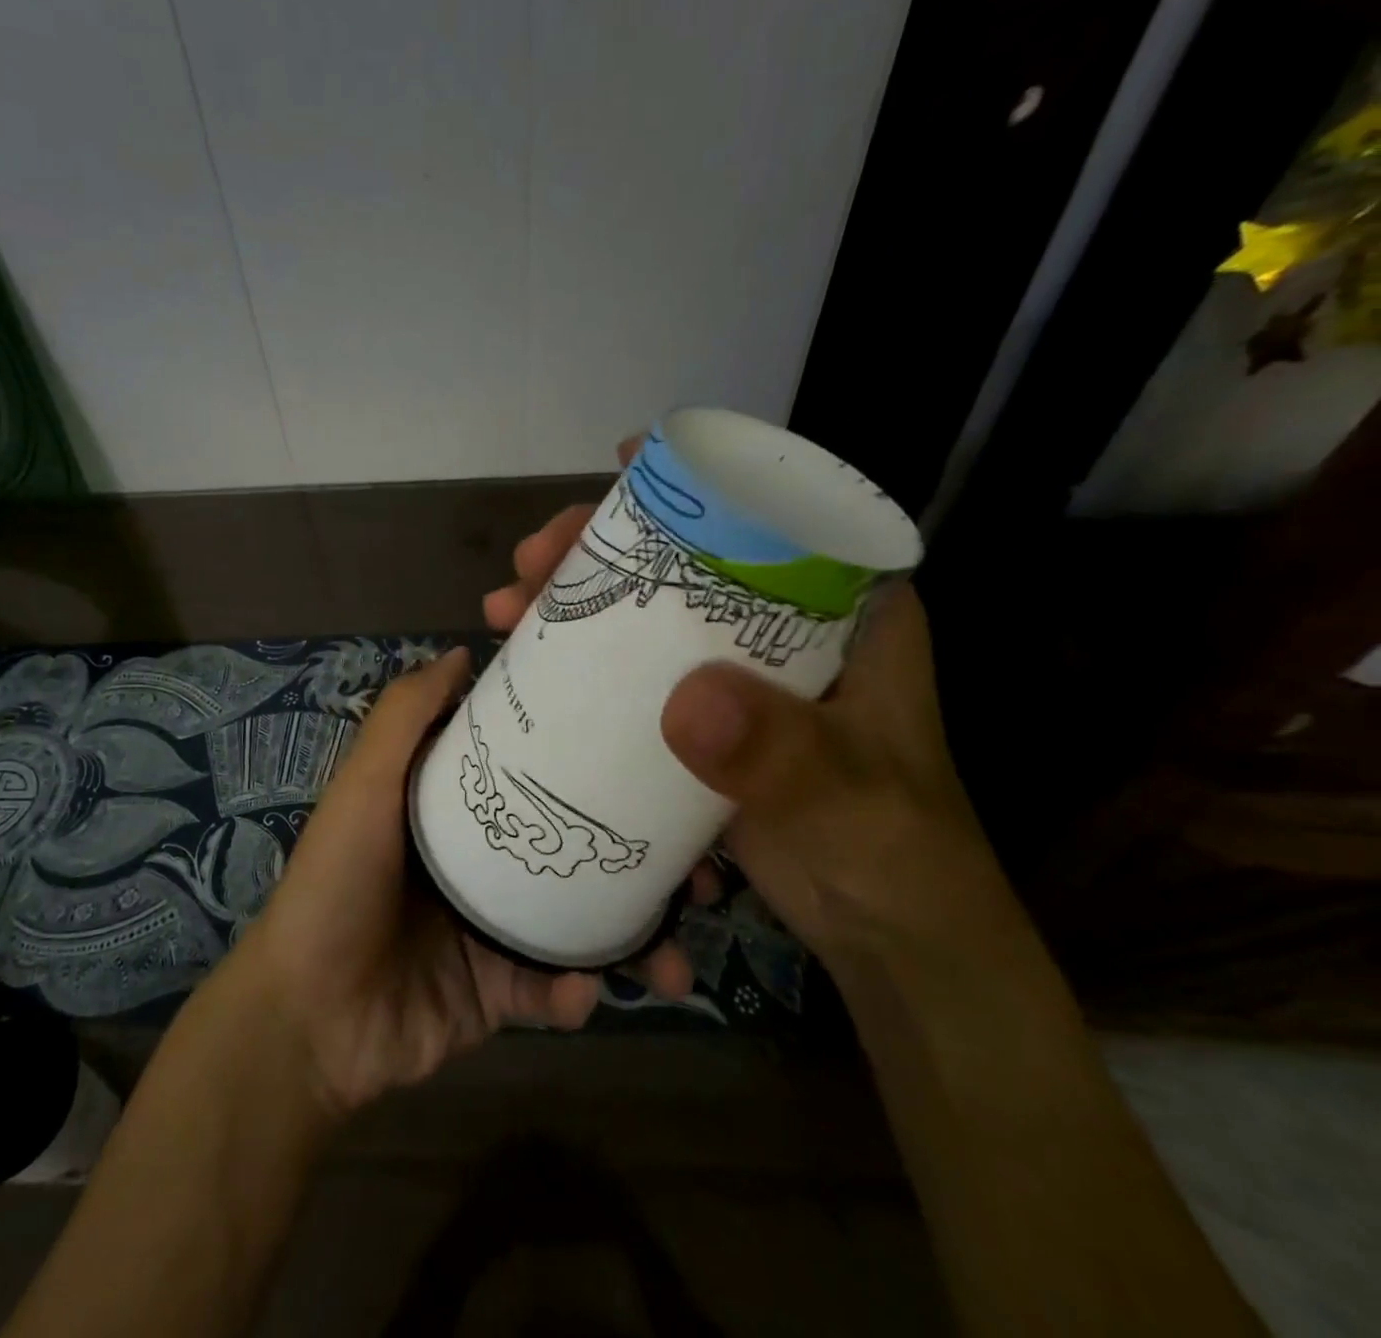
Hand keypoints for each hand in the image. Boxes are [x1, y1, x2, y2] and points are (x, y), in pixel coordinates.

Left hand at [228, 647, 698, 1120]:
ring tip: (675, 955)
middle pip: (577, 847)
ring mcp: (497, 929)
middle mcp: (487, 861)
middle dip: (642, 859)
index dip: (594, 762)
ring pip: (585, 923)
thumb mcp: (365, 785)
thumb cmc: (338, 882)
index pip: (539, 772)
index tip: (656, 754)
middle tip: (699, 870)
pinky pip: (556, 989)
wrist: (308, 1018)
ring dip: (636, 939)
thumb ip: (406, 716)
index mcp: (460, 809)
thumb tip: (463, 652)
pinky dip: (576, 992)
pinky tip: (584, 992)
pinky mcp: (501, 993)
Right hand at [487, 439, 1005, 970]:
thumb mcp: (848, 801)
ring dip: (576, 600)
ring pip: (647, 613)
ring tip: (508, 605)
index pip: (767, 516)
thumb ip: (782, 755)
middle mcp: (783, 630)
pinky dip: (581, 661)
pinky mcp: (703, 722)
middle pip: (683, 559)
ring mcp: (737, 676)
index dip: (694, 481)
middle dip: (602, 546)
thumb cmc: (895, 854)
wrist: (889, 938)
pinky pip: (633, 673)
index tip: (621, 465)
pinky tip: (528, 666)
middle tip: (533, 558)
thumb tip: (687, 700)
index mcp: (841, 614)